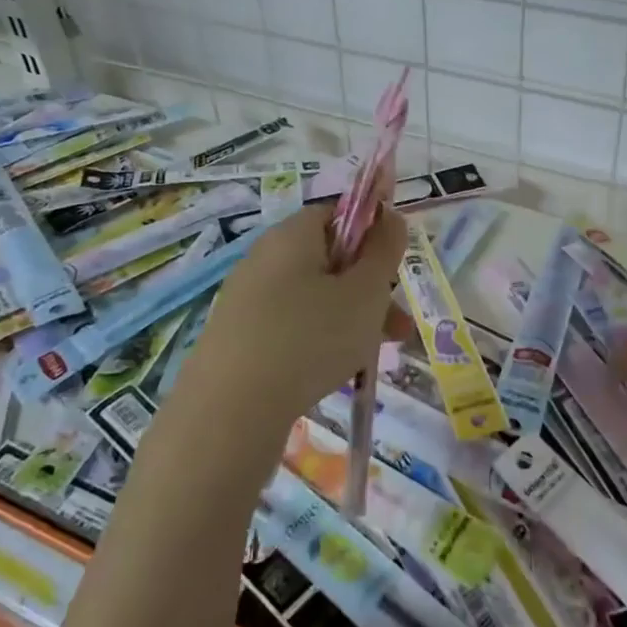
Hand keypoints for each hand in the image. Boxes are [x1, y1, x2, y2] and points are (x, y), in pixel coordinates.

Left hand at [179, 203, 406, 432]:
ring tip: (375, 354)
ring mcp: (246, 298)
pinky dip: (318, 339)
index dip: (371, 235)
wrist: (229, 413)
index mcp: (292, 235)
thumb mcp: (366, 292)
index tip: (392, 269)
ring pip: (314, 297)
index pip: (337, 214)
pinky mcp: (237, 336)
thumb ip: (384, 250)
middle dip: (370, 288)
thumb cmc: (310, 338)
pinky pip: (290, 324)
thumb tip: (390, 215)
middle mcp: (264, 257)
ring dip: (351, 318)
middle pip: (329, 259)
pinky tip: (334, 370)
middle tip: (397, 325)